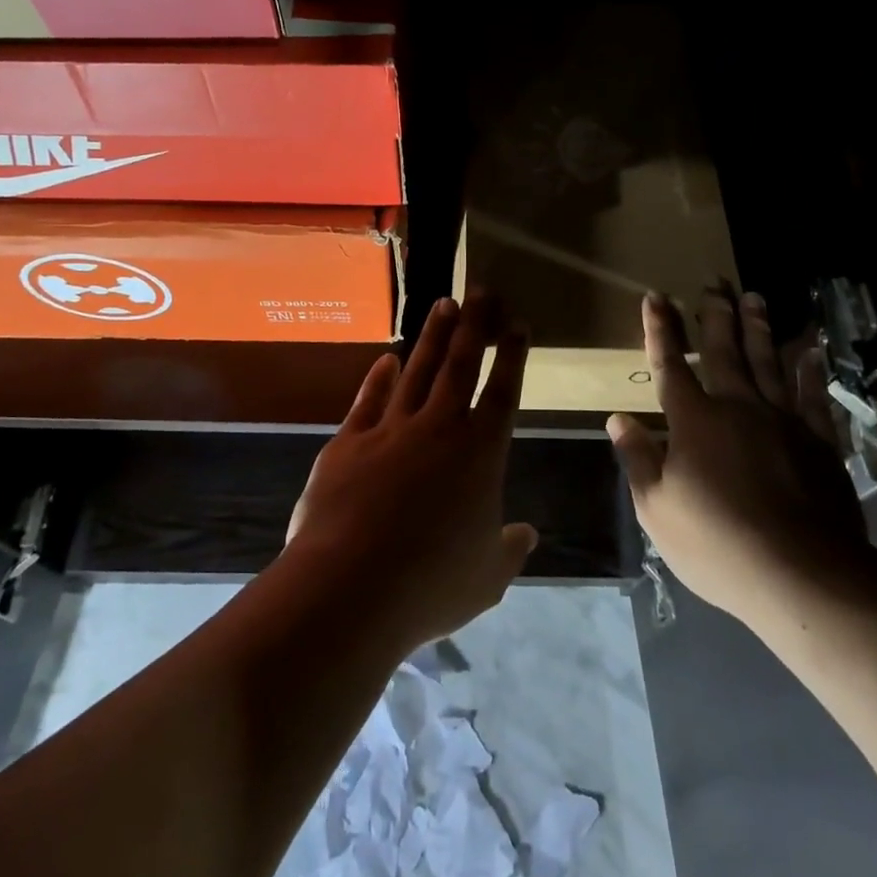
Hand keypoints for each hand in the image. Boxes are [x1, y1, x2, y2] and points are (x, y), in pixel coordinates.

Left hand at [286, 293, 538, 652]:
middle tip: (481, 290)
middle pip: (460, 365)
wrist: (349, 587)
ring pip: (418, 371)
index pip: (502, 392)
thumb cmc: (431, 584)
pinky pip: (369, 400)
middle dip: (474, 325)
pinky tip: (386, 359)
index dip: (511, 356)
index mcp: (480, 453)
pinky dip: (379, 378)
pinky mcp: (349, 442)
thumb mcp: (486, 577)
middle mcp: (439, 428)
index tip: (516, 324)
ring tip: (443, 305)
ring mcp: (391, 430)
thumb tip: (528, 535)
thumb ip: (509, 549)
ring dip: (432, 337)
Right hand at [607, 289, 868, 624]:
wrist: (801, 572)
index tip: (656, 297)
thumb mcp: (657, 508)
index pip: (671, 365)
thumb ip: (638, 458)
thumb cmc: (716, 542)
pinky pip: (813, 394)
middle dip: (715, 316)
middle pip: (724, 352)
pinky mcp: (818, 440)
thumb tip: (617, 418)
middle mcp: (737, 407)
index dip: (661, 330)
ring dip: (759, 328)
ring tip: (755, 297)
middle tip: (715, 284)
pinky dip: (810, 369)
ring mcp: (782, 420)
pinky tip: (811, 348)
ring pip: (767, 362)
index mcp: (693, 421)